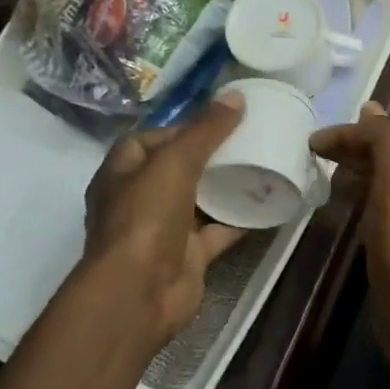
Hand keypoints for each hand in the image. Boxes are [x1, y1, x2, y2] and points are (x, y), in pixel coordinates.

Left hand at [67, 95, 247, 352]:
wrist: (140, 292)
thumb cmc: (145, 218)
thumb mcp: (174, 162)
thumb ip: (206, 130)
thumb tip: (235, 96)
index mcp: (121, 174)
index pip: (148, 140)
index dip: (179, 128)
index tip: (217, 121)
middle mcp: (139, 200)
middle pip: (176, 169)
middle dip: (208, 156)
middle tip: (246, 139)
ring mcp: (163, 230)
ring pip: (198, 201)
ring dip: (225, 186)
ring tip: (260, 164)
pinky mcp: (188, 255)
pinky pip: (218, 231)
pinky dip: (240, 219)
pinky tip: (267, 203)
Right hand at [312, 102, 389, 356]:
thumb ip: (386, 141)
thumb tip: (371, 107)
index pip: (385, 137)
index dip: (350, 133)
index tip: (312, 142)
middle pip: (383, 160)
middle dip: (352, 151)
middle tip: (314, 154)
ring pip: (378, 186)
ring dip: (353, 176)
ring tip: (322, 178)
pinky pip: (373, 214)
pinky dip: (356, 203)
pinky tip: (339, 212)